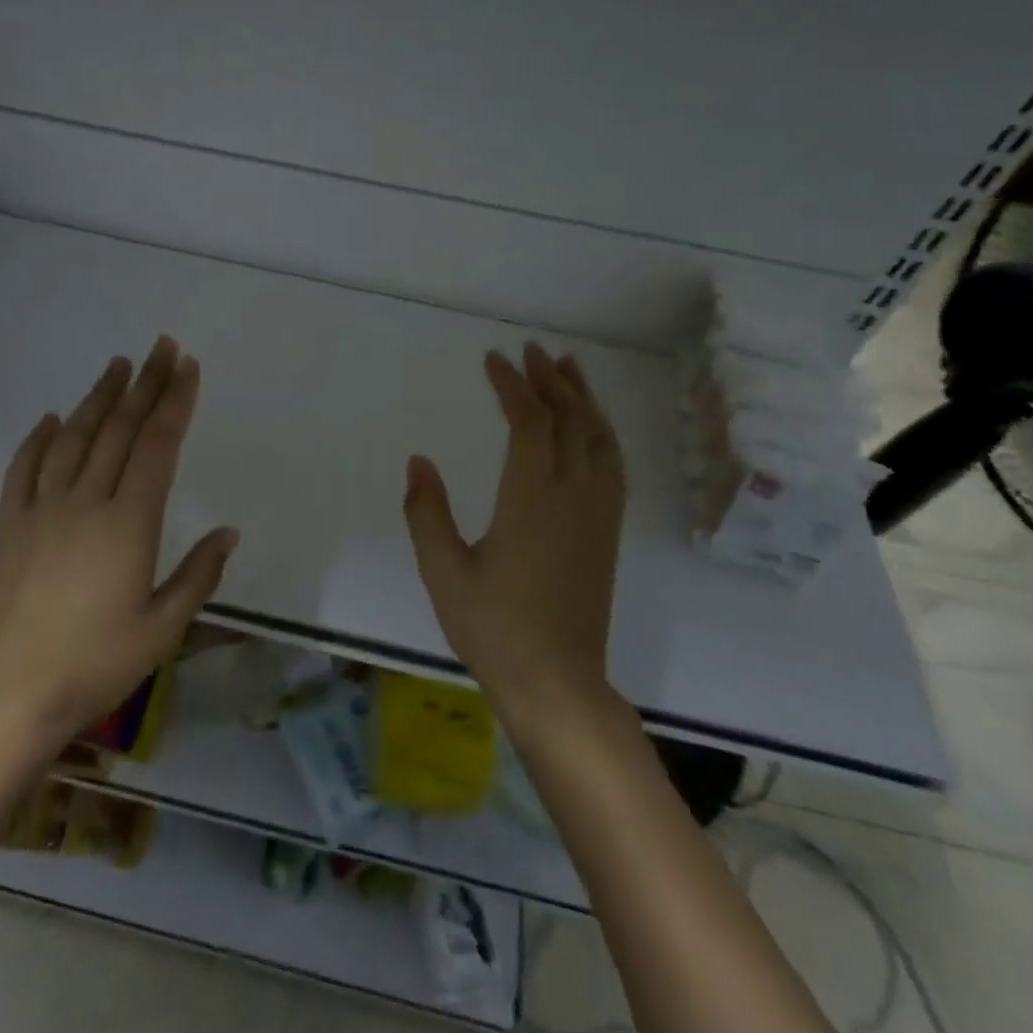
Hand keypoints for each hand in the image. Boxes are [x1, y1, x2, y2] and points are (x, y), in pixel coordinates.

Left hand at [0, 336, 238, 751]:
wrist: (4, 698)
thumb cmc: (94, 666)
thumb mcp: (162, 629)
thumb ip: (198, 575)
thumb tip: (228, 532)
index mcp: (129, 522)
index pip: (158, 445)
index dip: (175, 401)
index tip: (187, 367)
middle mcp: (86, 502)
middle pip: (120, 429)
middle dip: (144, 384)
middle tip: (160, 347)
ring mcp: (42, 510)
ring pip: (74, 438)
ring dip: (98, 399)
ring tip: (116, 366)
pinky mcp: (8, 527)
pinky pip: (24, 470)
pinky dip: (38, 440)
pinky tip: (50, 419)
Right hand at [403, 342, 625, 718]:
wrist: (557, 682)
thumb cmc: (493, 627)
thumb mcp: (443, 571)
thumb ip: (426, 512)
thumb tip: (418, 461)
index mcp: (532, 498)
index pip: (530, 422)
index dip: (514, 385)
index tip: (494, 361)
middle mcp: (573, 495)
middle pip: (570, 419)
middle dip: (552, 380)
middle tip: (533, 350)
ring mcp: (597, 513)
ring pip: (599, 438)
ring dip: (584, 398)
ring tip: (570, 369)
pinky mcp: (607, 532)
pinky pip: (613, 465)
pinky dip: (603, 432)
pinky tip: (594, 428)